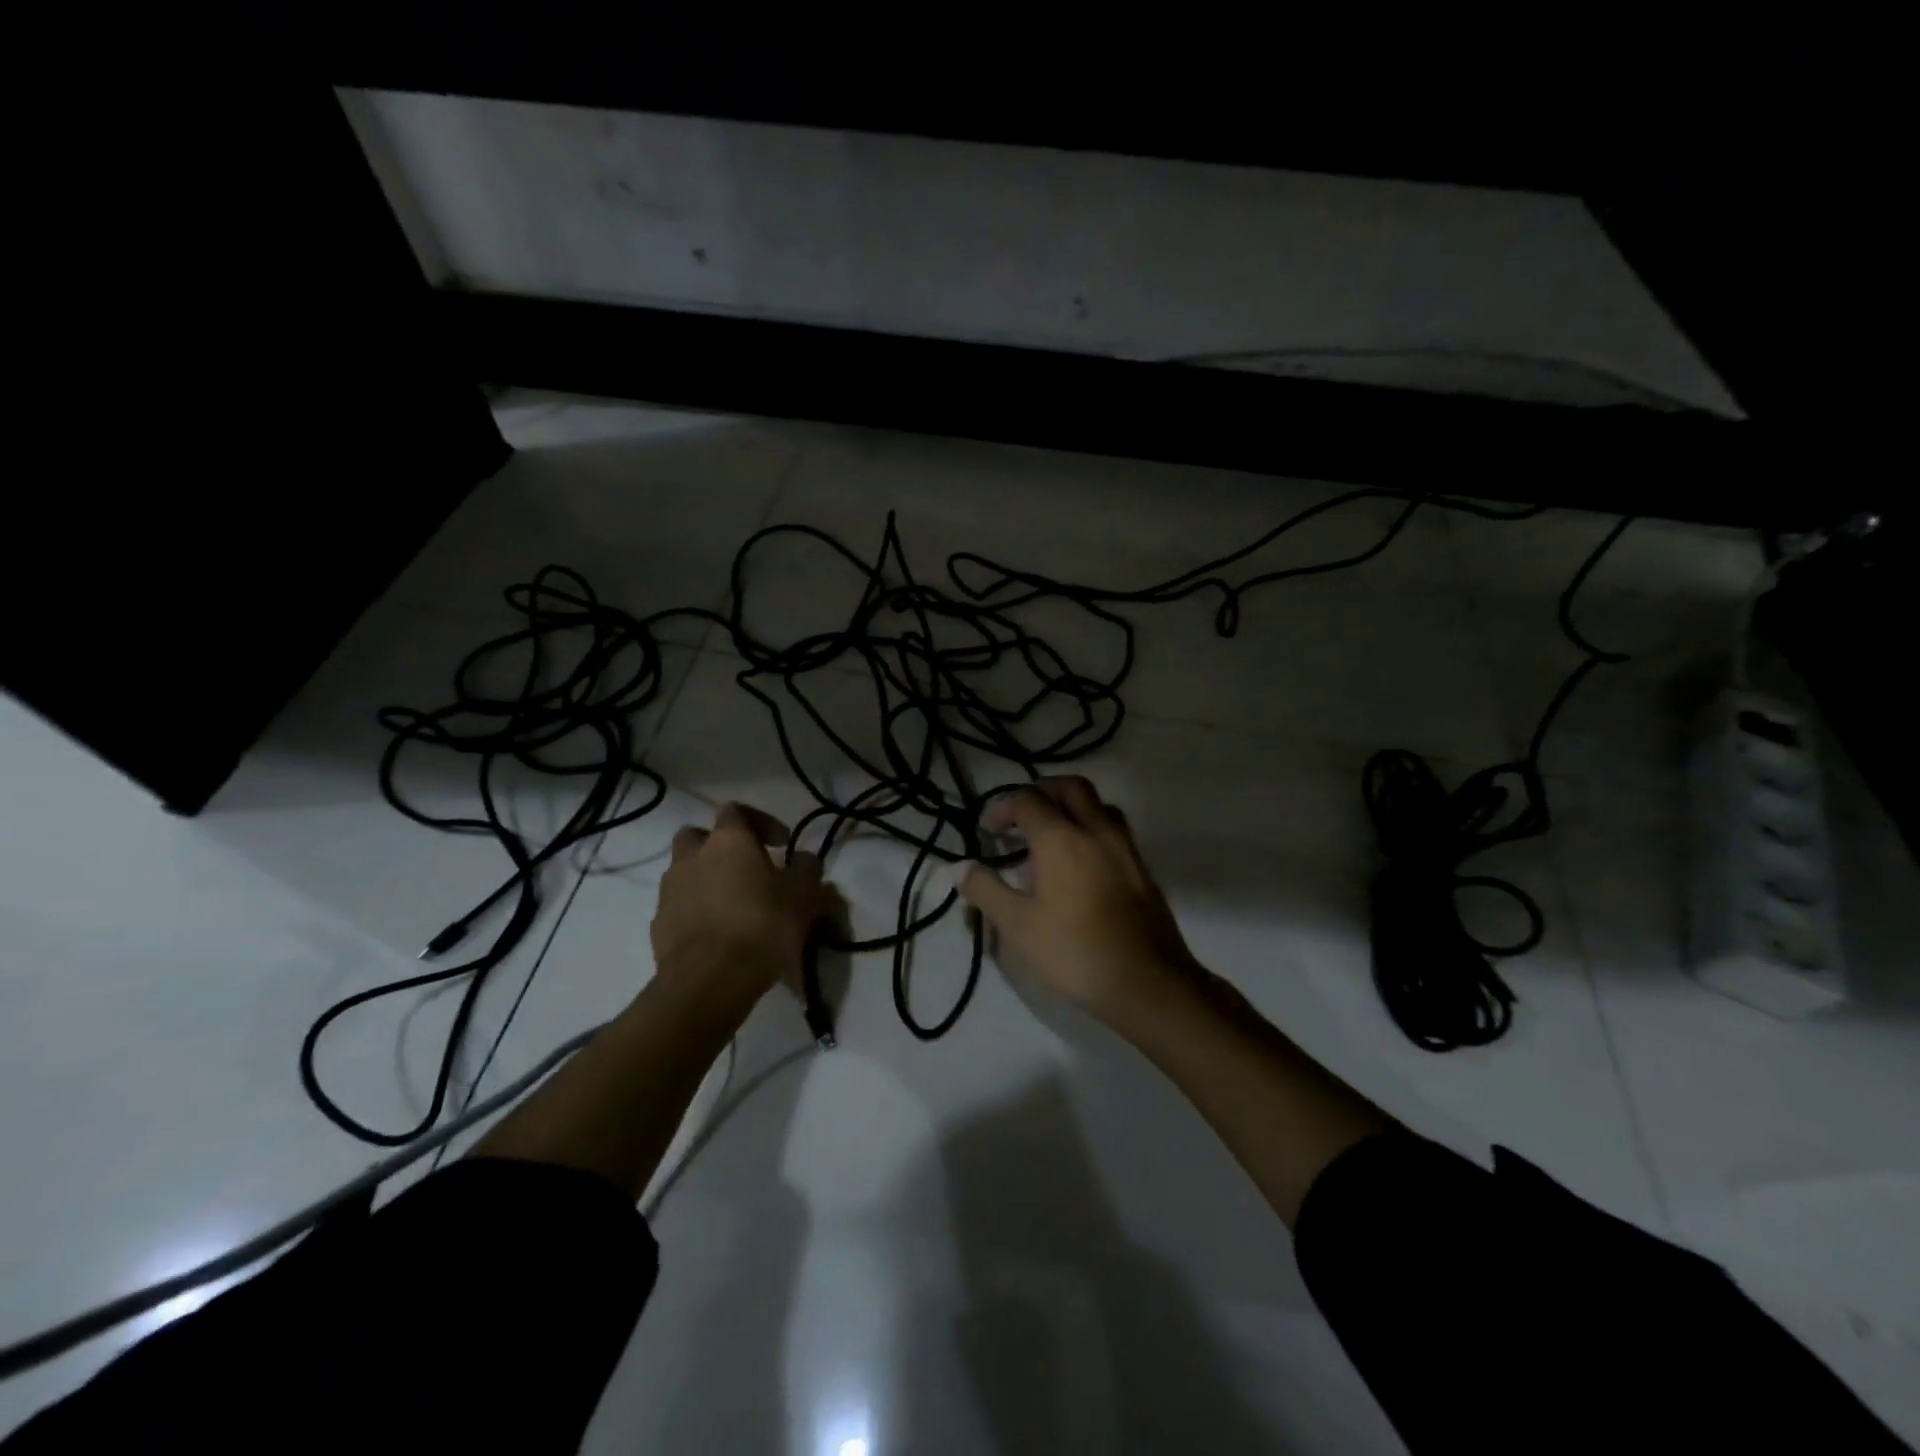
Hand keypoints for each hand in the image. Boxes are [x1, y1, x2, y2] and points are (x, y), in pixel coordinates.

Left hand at [651, 802, 827, 1012]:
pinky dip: (695, 911)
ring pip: (685, 871)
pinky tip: (718, 934)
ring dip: (706, 879)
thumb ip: (806, 868)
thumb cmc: (761, 926)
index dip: (761, 822)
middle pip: (698, 836)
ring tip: (733, 905)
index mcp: (728, 841)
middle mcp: (692, 857)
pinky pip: (679, 906)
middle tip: (746, 868)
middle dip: (720, 847)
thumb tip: (803, 859)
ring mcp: (669, 890)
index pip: (737, 811)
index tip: (781, 844)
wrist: (708, 980)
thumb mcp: (802, 895)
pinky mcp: (658, 924)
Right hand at [959, 776, 1198, 1019]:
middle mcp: (1096, 830)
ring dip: (1071, 805)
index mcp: (1061, 838)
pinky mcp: (1141, 867)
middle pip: (1070, 787)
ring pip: (1098, 804)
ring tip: (1052, 832)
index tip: (989, 829)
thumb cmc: (1075, 951)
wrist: (1147, 982)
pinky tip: (1082, 860)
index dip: (1003, 806)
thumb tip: (958, 867)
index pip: (1028, 800)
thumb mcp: (1018, 926)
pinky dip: (1092, 826)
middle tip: (1021, 815)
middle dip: (1041, 791)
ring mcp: (1124, 846)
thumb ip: (986, 890)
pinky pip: (1114, 828)